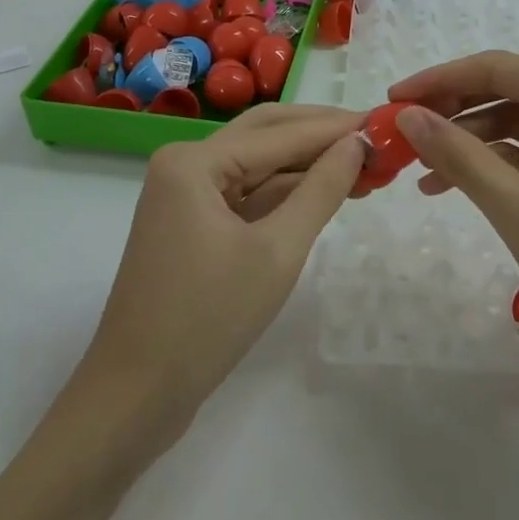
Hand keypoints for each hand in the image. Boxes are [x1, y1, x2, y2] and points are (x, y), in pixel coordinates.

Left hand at [76, 104, 363, 447]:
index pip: (279, 133)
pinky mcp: (192, 223)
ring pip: (258, 163)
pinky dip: (286, 192)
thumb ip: (321, 190)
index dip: (335, 128)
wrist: (134, 399)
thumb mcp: (277, 252)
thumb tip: (357, 144)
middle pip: (265, 133)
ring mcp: (185, 194)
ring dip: (306, 164)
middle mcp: (186, 164)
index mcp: (194, 161)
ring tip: (363, 165)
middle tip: (373, 136)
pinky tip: (326, 193)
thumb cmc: (206, 320)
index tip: (384, 120)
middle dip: (320, 134)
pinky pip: (246, 192)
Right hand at [387, 52, 518, 365]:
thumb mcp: (517, 207)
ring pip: (517, 122)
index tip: (394, 99)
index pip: (497, 68)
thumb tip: (408, 116)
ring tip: (421, 170)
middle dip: (452, 109)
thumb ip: (458, 156)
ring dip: (469, 140)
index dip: (440, 78)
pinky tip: (456, 187)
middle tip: (403, 132)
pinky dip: (495, 164)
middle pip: (507, 90)